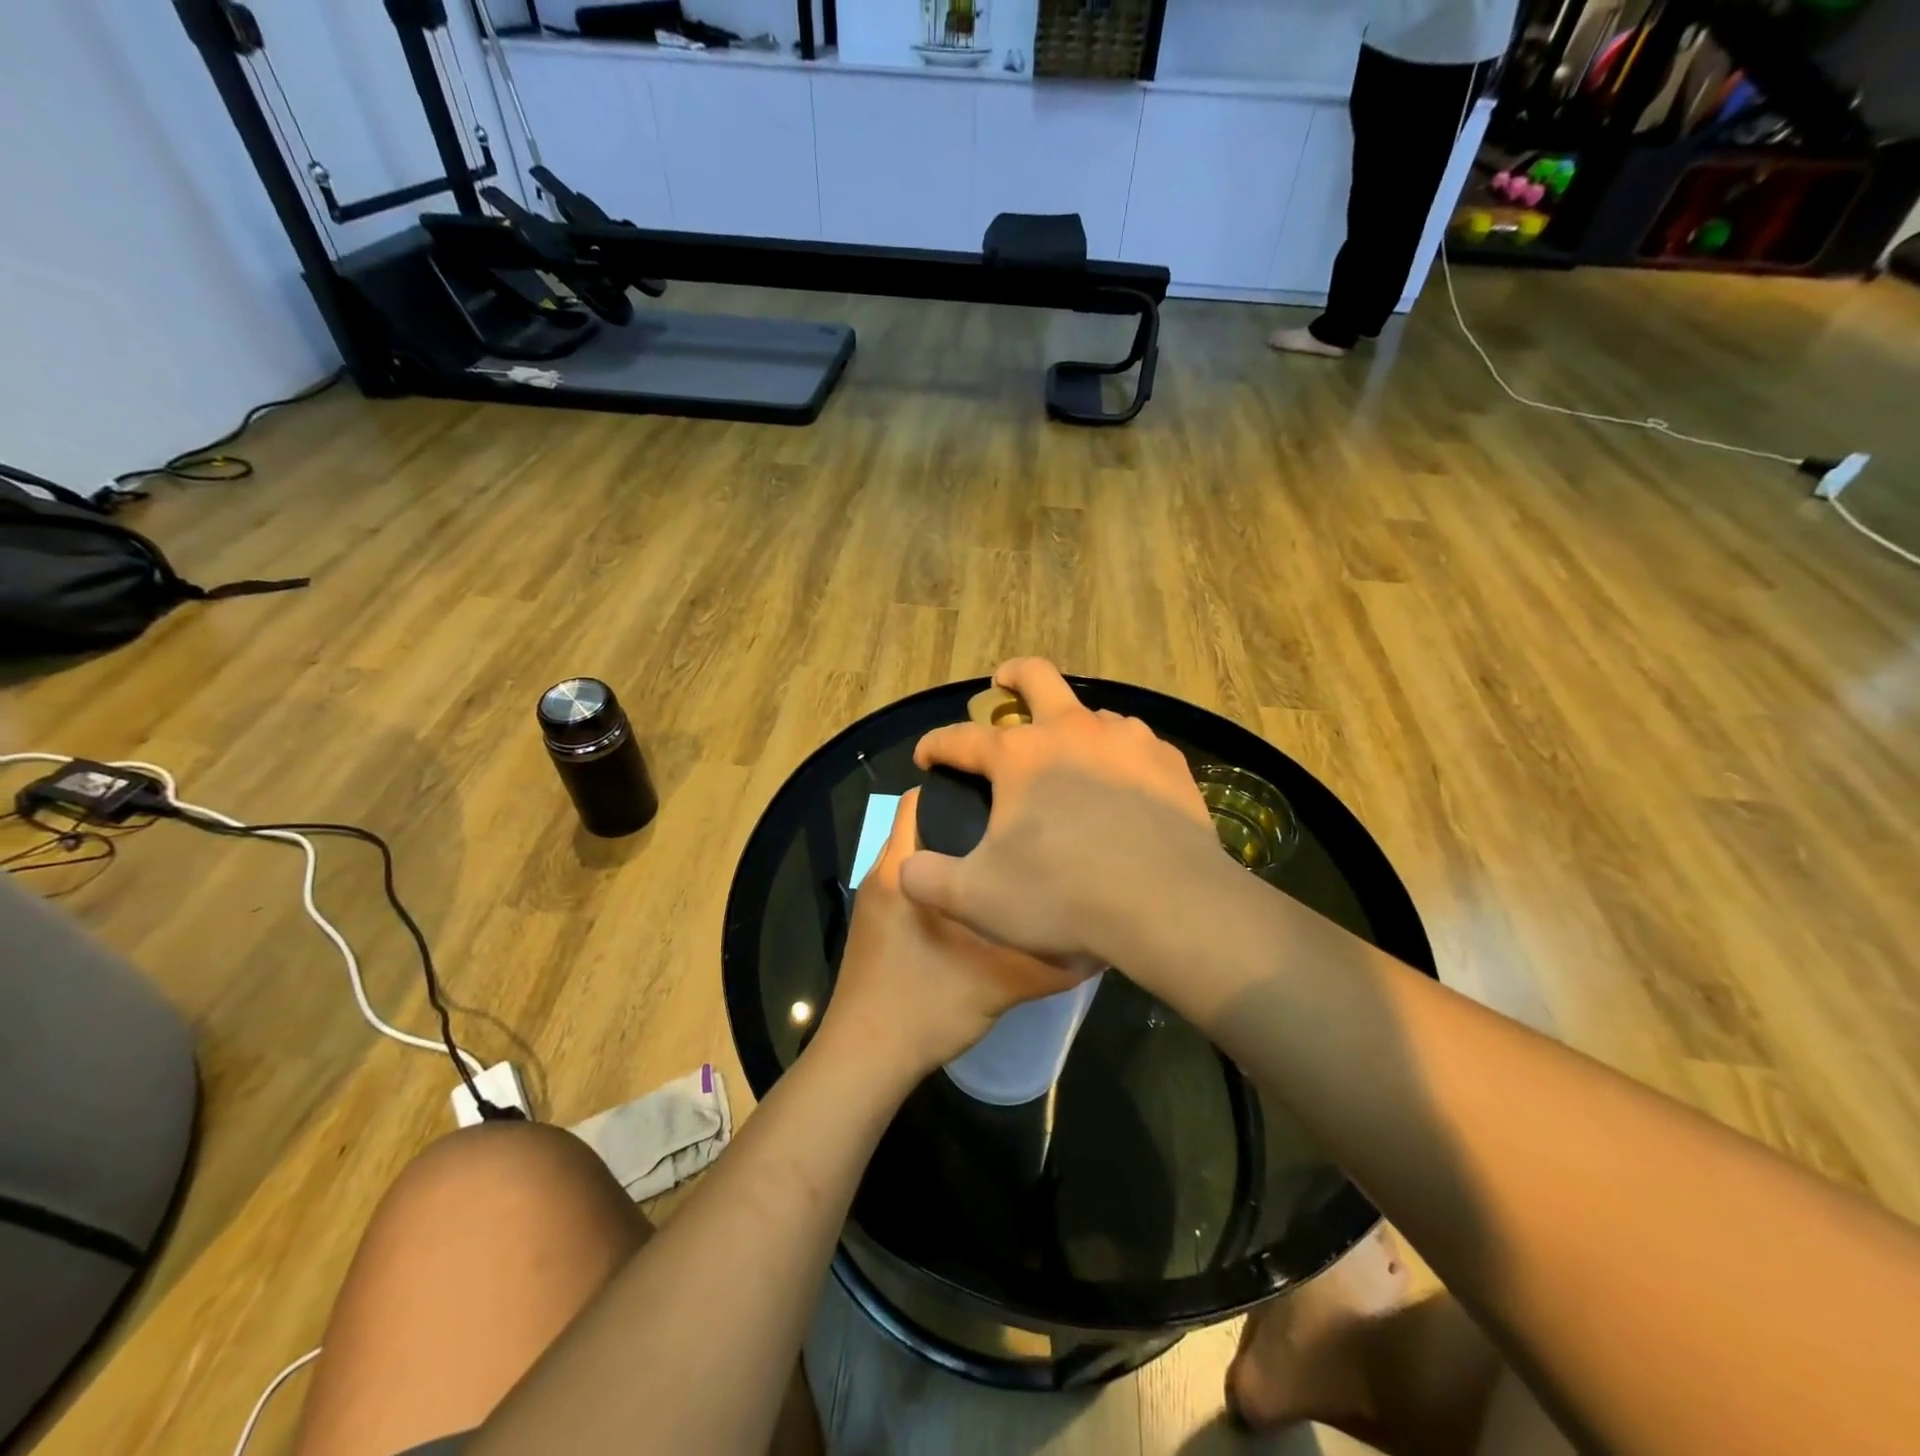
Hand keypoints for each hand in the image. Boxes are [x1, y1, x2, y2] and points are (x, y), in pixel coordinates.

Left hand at [821, 788, 1093, 1078]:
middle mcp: (882, 874)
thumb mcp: (1000, 983)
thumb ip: (1050, 962)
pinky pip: (910, 885)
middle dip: (963, 821)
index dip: (958, 786)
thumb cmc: (925, 1006)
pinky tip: (974, 904)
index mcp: (902, 870)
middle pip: (920, 825)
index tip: (1002, 794)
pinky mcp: (874, 926)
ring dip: (951, 856)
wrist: (864, 1060)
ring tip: (1001, 861)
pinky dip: (938, 883)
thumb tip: (1098, 942)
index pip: (919, 799)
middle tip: (1013, 828)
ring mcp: (874, 901)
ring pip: (916, 858)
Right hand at [901, 658, 1219, 964]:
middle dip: (1012, 676)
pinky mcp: (1168, 762)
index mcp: (1018, 756)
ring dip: (1072, 723)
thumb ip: (927, 879)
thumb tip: (907, 867)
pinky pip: (1135, 744)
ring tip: (1070, 754)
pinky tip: (1123, 784)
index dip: (935, 745)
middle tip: (1002, 683)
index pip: (960, 739)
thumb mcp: (976, 898)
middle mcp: (1071, 731)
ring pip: (1093, 711)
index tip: (925, 756)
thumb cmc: (1062, 895)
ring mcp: (1126, 741)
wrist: (1167, 905)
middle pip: (1036, 677)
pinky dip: (1118, 755)